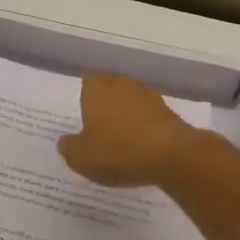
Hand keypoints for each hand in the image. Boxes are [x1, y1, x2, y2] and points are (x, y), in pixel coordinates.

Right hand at [57, 72, 197, 186]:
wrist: (173, 156)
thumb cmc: (118, 150)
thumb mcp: (81, 157)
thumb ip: (69, 147)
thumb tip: (65, 141)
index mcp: (97, 87)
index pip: (85, 82)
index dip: (83, 99)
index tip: (81, 118)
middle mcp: (121, 83)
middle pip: (108, 90)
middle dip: (103, 107)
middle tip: (96, 131)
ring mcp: (147, 95)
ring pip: (129, 103)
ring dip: (124, 117)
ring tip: (119, 143)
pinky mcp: (167, 111)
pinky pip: (147, 117)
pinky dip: (142, 129)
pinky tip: (140, 149)